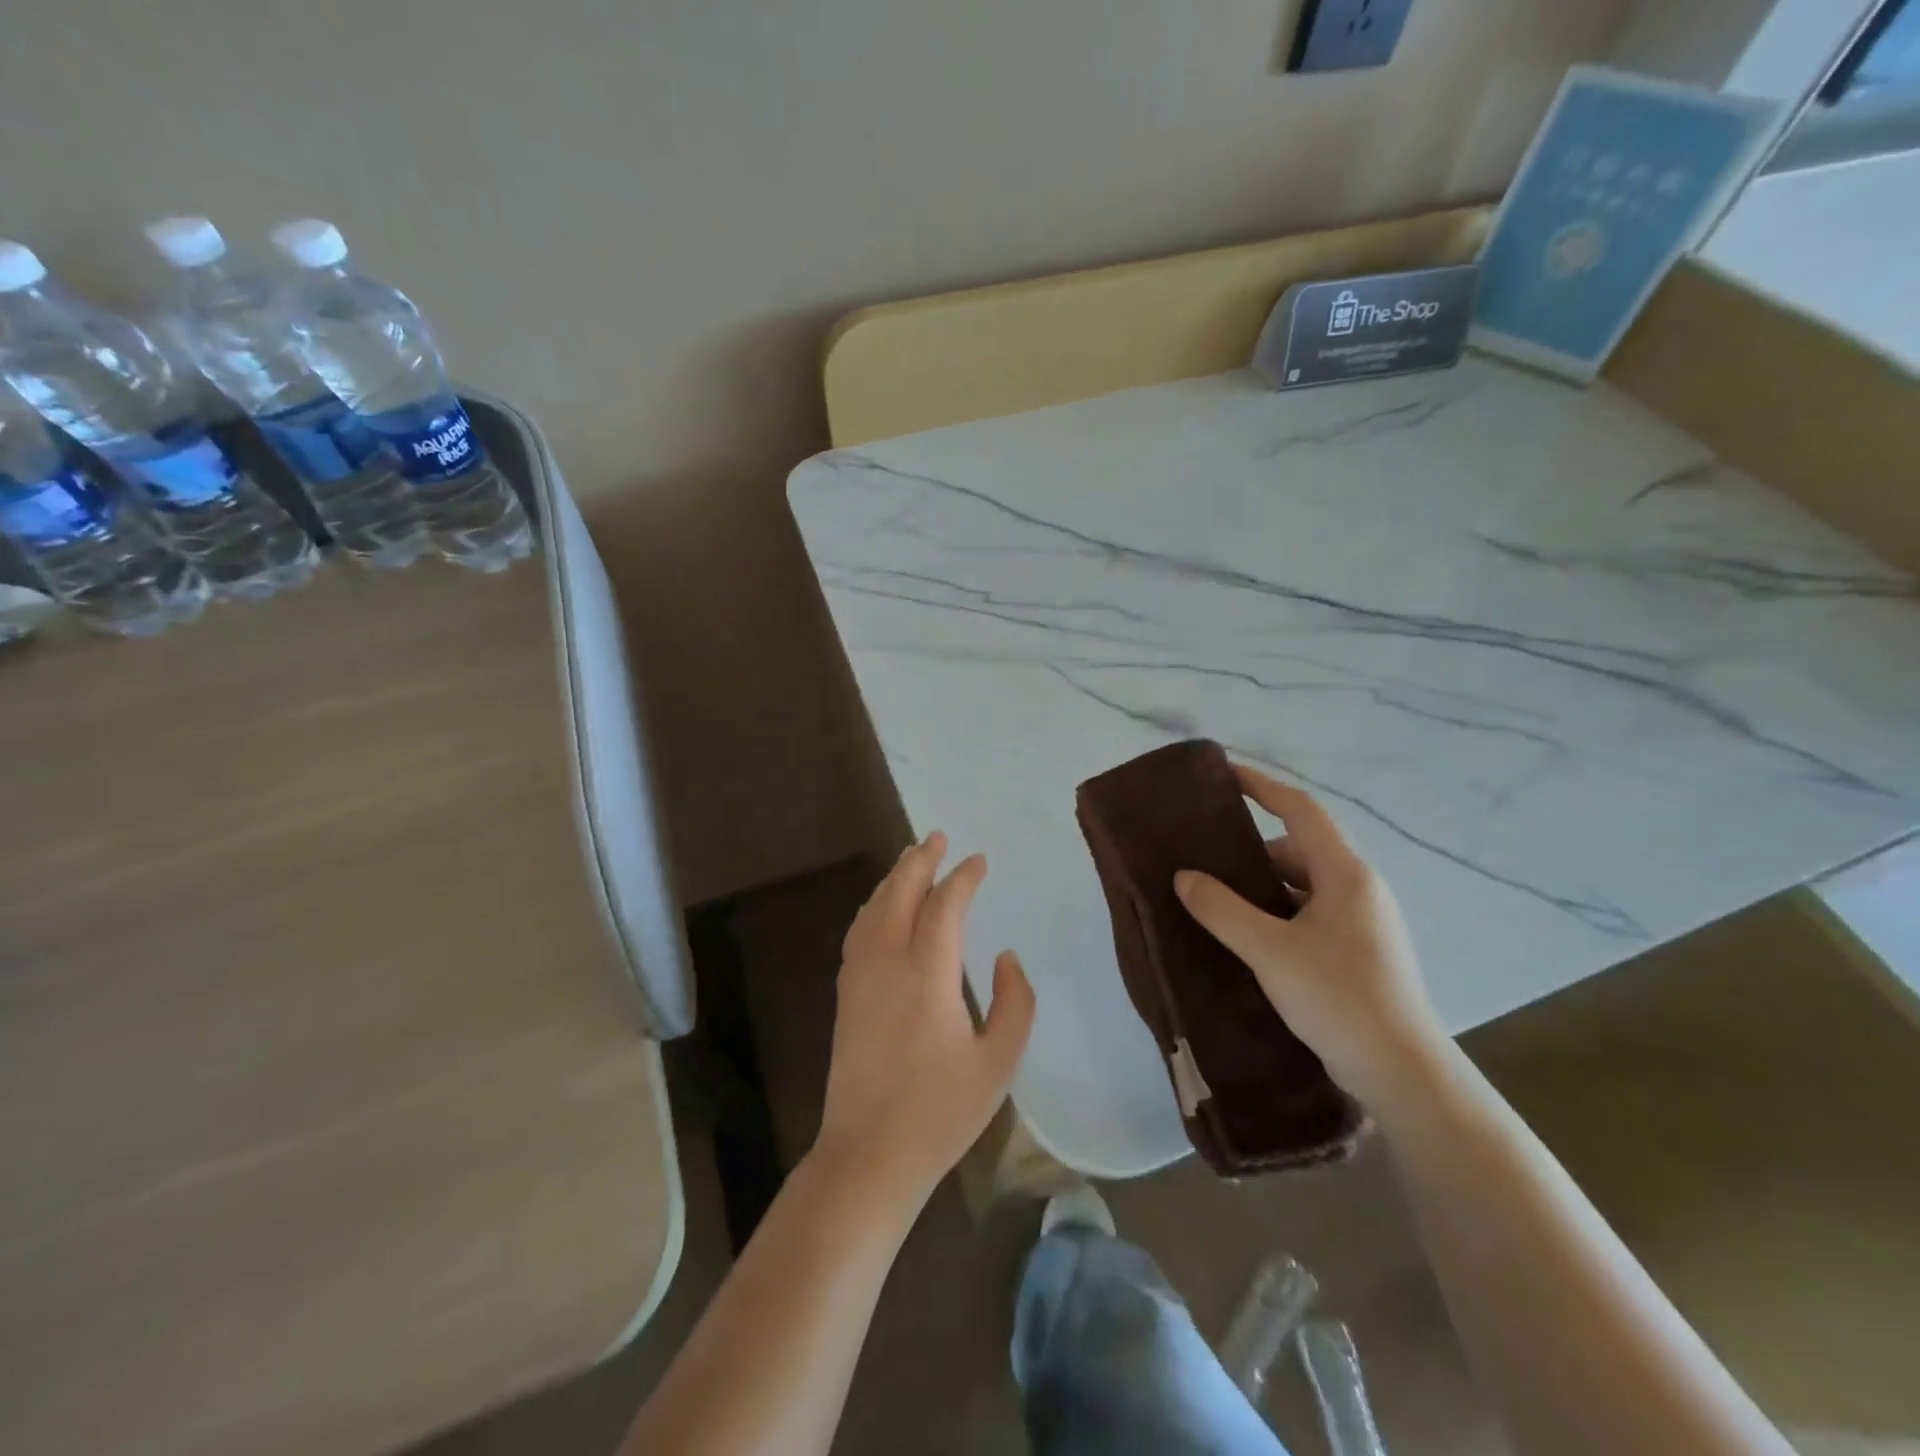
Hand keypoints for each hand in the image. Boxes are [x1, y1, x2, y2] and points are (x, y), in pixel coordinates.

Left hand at [814, 833, 1035, 1210]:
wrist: (868, 1154)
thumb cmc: (941, 1112)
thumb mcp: (999, 1062)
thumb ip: (1014, 1002)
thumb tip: (1005, 956)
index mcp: (928, 973)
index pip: (945, 905)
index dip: (963, 878)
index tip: (979, 862)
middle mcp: (888, 961)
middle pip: (900, 893)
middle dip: (920, 860)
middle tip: (937, 837)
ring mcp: (860, 976)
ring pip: (874, 908)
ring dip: (893, 878)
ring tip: (910, 859)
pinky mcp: (845, 994)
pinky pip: (859, 931)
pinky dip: (874, 906)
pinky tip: (880, 908)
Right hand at [1173, 766, 1444, 1107]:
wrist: (1402, 1073)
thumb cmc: (1338, 996)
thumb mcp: (1270, 950)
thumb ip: (1222, 909)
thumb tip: (1184, 876)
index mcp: (1346, 874)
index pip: (1300, 811)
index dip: (1262, 787)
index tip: (1224, 775)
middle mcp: (1358, 890)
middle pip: (1298, 850)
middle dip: (1251, 851)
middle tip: (1205, 858)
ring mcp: (1362, 923)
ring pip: (1302, 887)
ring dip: (1262, 888)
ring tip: (1216, 901)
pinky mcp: (1358, 953)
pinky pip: (1308, 916)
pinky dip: (1276, 915)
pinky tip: (1247, 938)